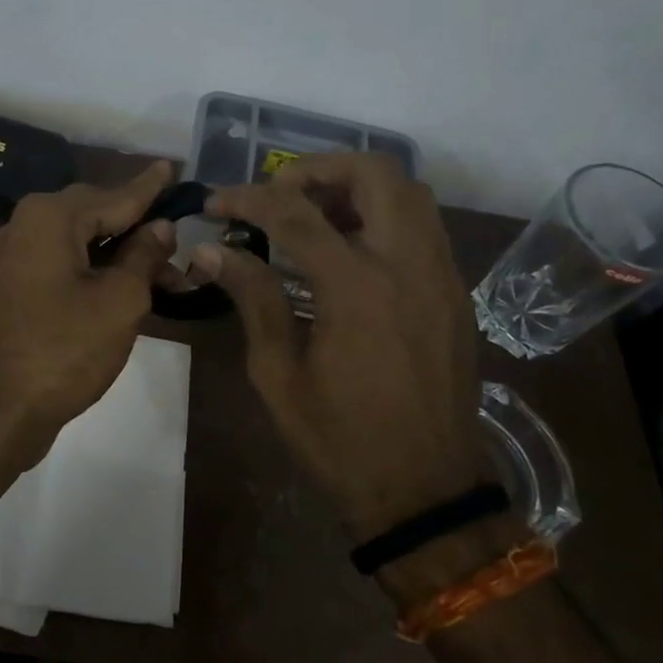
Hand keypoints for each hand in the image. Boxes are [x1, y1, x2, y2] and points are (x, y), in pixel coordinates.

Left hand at [0, 161, 177, 450]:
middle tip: (177, 239)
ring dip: (117, 253)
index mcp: (49, 217)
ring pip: (75, 241)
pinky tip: (119, 285)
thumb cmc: (65, 351)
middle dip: (136, 226)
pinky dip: (90, 269)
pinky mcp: (6, 285)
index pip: (114, 195)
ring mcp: (9, 256)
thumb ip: (143, 255)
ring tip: (162, 275)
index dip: (149, 187)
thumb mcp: (120, 301)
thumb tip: (159, 227)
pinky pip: (56, 262)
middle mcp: (23, 225)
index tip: (171, 167)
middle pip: (92, 214)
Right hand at [192, 154, 503, 596]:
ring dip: (356, 188)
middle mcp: (408, 264)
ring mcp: (441, 276)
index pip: (295, 212)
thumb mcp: (278, 372)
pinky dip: (383, 216)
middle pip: (374, 173)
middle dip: (318, 170)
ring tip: (312, 216)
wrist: (426, 492)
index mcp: (357, 286)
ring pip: (409, 193)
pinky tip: (348, 251)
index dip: (248, 198)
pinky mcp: (453, 293)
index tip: (215, 203)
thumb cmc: (340, 438)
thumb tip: (208, 250)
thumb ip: (251, 297)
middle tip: (278, 195)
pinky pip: (422, 227)